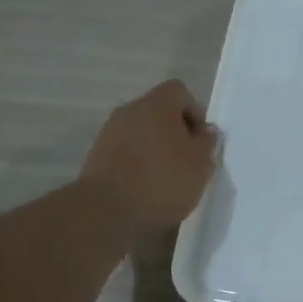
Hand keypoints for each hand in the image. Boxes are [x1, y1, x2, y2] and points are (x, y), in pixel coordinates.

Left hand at [81, 80, 218, 237]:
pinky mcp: (96, 156)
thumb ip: (207, 143)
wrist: (107, 210)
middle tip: (187, 161)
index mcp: (157, 105)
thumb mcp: (200, 164)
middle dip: (174, 132)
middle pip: (157, 111)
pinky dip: (136, 163)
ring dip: (154, 148)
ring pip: (139, 132)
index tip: (200, 140)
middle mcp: (129, 111)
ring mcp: (108, 133)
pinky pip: (124, 151)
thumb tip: (206, 130)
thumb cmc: (163, 180)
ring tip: (166, 178)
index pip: (179, 91)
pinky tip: (145, 188)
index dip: (194, 112)